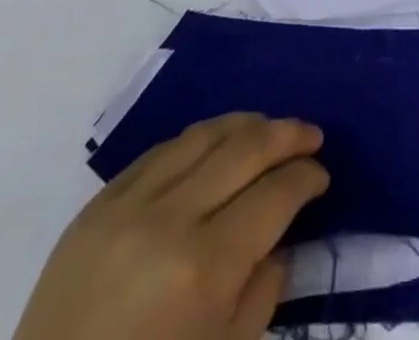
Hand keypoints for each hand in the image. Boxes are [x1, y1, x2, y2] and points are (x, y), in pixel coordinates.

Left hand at [13, 113, 327, 339]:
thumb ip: (262, 292)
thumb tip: (282, 237)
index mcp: (205, 268)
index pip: (276, 194)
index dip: (307, 178)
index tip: (321, 176)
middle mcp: (171, 220)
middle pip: (246, 149)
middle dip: (288, 136)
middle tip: (312, 136)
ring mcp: (129, 205)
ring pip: (205, 135)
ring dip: (247, 125)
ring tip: (269, 130)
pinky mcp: (98, 204)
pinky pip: (161, 150)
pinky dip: (199, 141)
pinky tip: (215, 147)